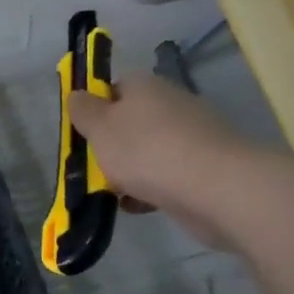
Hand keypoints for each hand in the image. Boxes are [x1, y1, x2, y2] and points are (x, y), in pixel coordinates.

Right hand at [68, 71, 249, 217]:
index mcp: (145, 86)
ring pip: (150, 150)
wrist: (215, 187)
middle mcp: (171, 103)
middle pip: (132, 121)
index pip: (114, 88)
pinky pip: (169, 174)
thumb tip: (77, 94)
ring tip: (115, 193)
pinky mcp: (206, 166)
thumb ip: (83, 111)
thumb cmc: (147, 151)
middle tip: (95, 168)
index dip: (96, 110)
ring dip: (131, 171)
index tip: (83, 135)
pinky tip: (139, 207)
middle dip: (113, 146)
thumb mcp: (100, 128)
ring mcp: (193, 135)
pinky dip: (153, 189)